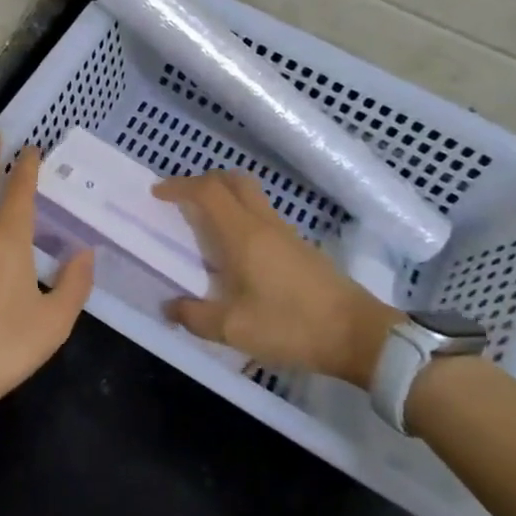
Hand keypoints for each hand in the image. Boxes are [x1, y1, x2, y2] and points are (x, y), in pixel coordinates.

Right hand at [153, 171, 400, 386]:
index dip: (180, 186)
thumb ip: (195, 316)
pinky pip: (262, 215)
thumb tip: (169, 306)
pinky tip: (235, 250)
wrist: (358, 334)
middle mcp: (263, 224)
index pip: (207, 191)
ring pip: (250, 196)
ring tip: (203, 224)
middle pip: (232, 181)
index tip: (158, 193)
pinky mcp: (300, 247)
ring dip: (224, 197)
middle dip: (203, 182)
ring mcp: (286, 233)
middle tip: (182, 200)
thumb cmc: (291, 326)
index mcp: (243, 235)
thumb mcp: (234, 329)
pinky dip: (240, 216)